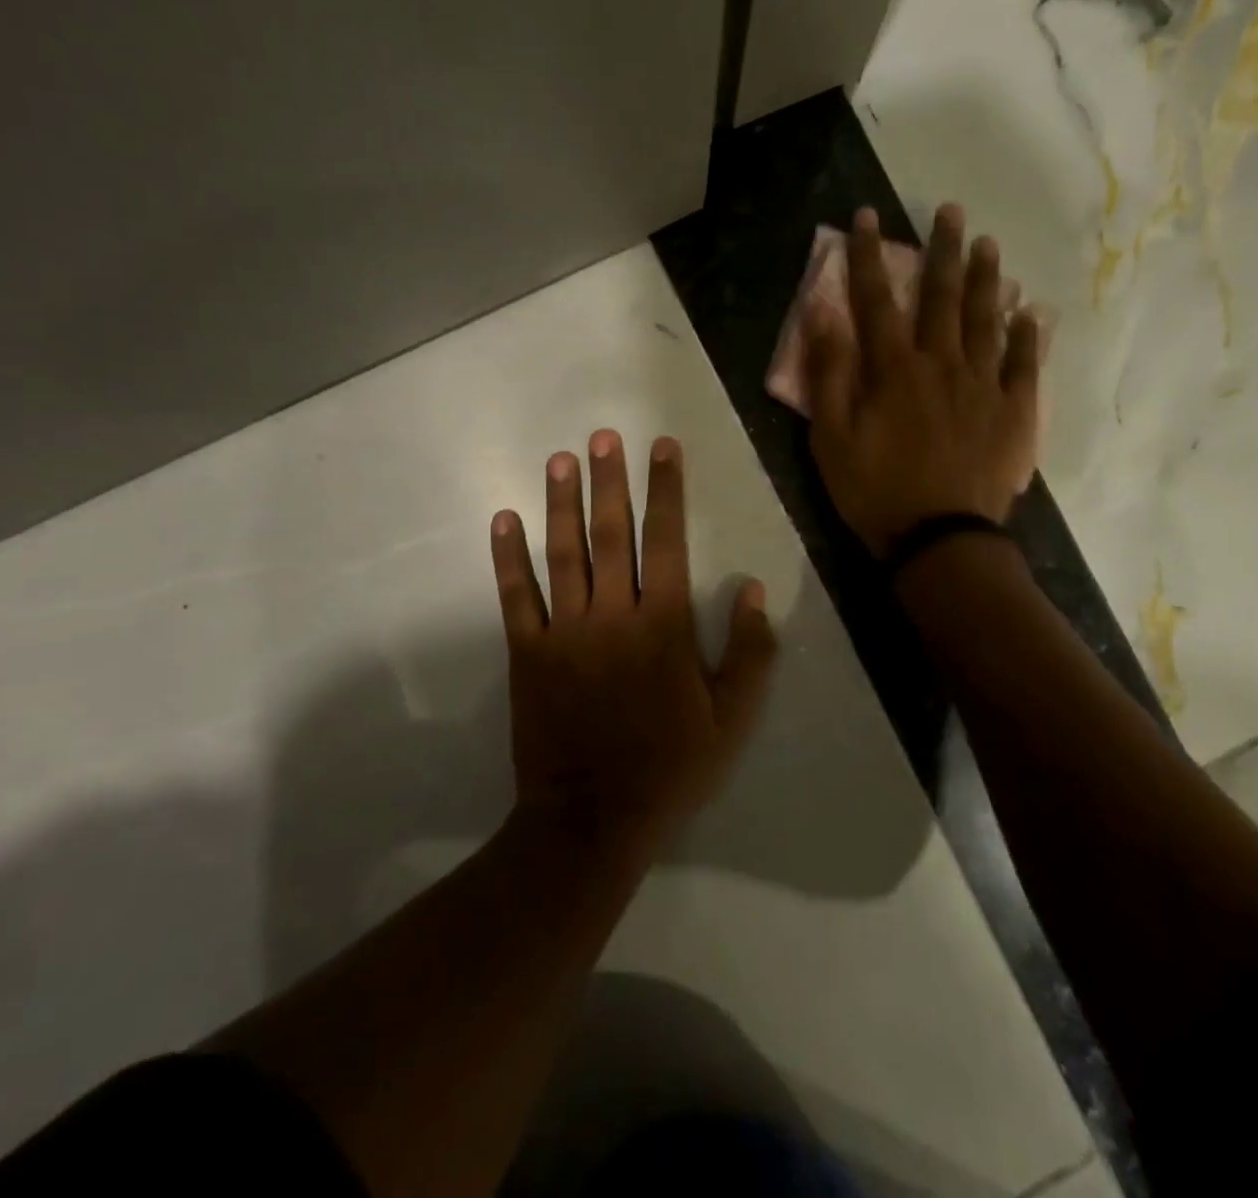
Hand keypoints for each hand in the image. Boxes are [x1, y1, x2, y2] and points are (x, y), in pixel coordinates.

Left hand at [488, 431, 778, 863]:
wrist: (592, 819)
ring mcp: (565, 632)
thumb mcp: (731, 720)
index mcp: (664, 626)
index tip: (663, 447)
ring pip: (562, 554)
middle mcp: (612, 615)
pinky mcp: (528, 653)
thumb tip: (754, 590)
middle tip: (603, 436)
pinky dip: (508, 558)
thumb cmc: (670, 768)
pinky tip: (503, 520)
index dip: (667, 490)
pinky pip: (516, 596)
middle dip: (610, 481)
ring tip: (559, 460)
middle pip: (611, 534)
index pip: (667, 541)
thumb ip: (749, 653)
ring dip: (561, 504)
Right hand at [805, 205, 1040, 557]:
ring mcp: (983, 386)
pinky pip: (1022, 365)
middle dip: (942, 250)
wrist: (940, 539)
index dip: (869, 257)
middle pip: (942, 297)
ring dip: (986, 279)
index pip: (877, 300)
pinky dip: (1025, 336)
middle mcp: (942, 365)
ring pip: (986, 320)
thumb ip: (829, 374)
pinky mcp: (1013, 413)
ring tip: (989, 244)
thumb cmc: (875, 491)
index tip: (867, 217)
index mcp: (894, 370)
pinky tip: (1029, 313)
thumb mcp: (831, 438)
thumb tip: (824, 315)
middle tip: (950, 211)